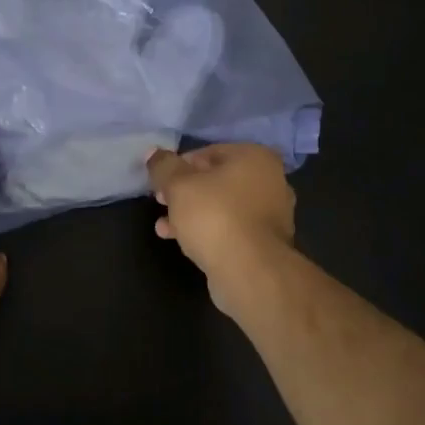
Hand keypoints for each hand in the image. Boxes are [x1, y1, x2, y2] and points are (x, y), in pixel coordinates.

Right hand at [146, 144, 295, 318]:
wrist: (250, 272)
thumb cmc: (215, 216)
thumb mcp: (178, 185)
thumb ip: (163, 166)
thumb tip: (153, 153)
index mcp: (255, 158)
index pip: (209, 152)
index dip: (179, 165)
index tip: (160, 181)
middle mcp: (271, 181)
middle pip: (216, 180)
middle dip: (184, 191)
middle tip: (161, 201)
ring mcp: (272, 215)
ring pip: (222, 207)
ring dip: (191, 214)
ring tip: (163, 226)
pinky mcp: (266, 244)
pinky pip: (230, 229)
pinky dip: (207, 231)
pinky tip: (182, 242)